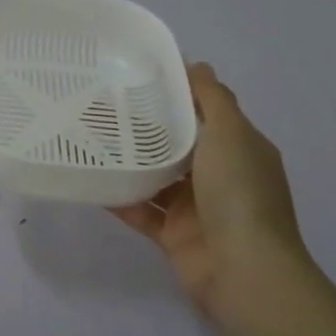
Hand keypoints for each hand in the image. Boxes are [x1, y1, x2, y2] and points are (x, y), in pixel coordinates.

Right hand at [109, 62, 307, 321]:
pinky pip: (141, 210)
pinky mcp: (173, 235)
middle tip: (103, 104)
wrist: (245, 272)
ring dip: (129, 162)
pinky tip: (91, 179)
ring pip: (156, 177)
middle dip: (145, 127)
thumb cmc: (240, 194)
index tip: (138, 75)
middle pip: (177, 144)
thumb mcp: (231, 133)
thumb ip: (211, 98)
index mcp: (239, 148)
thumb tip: (197, 63)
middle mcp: (219, 176)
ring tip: (91, 137)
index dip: (177, 94)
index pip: (206, 113)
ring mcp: (196, 208)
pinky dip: (119, 197)